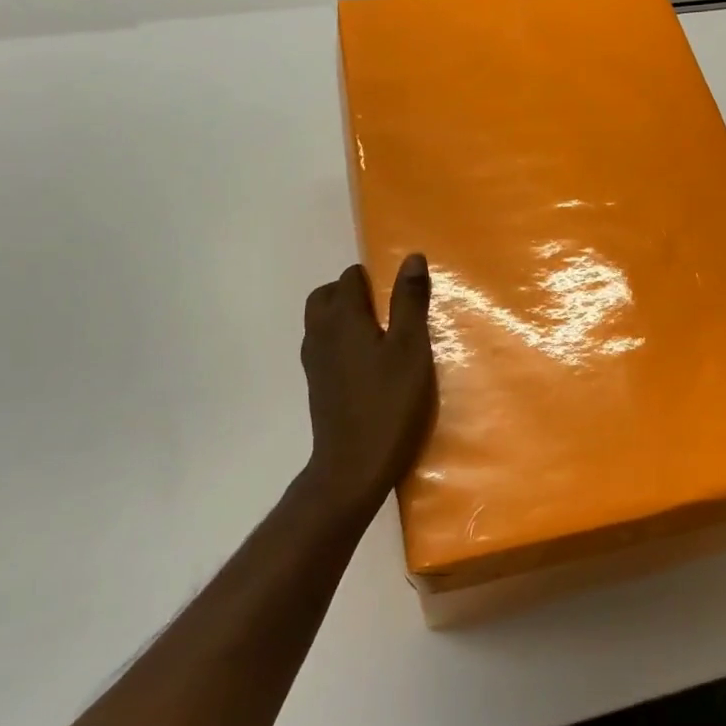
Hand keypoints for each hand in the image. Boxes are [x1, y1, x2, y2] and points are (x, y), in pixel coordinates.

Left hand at [297, 255, 436, 517]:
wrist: (353, 468)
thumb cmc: (388, 403)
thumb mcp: (411, 348)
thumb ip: (410, 301)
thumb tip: (411, 257)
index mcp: (342, 318)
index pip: (350, 277)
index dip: (375, 277)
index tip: (401, 293)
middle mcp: (320, 333)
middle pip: (326, 296)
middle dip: (352, 293)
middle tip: (388, 309)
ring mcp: (314, 362)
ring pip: (322, 322)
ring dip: (345, 318)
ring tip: (381, 334)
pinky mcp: (317, 386)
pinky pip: (325, 347)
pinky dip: (342, 342)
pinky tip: (370, 364)